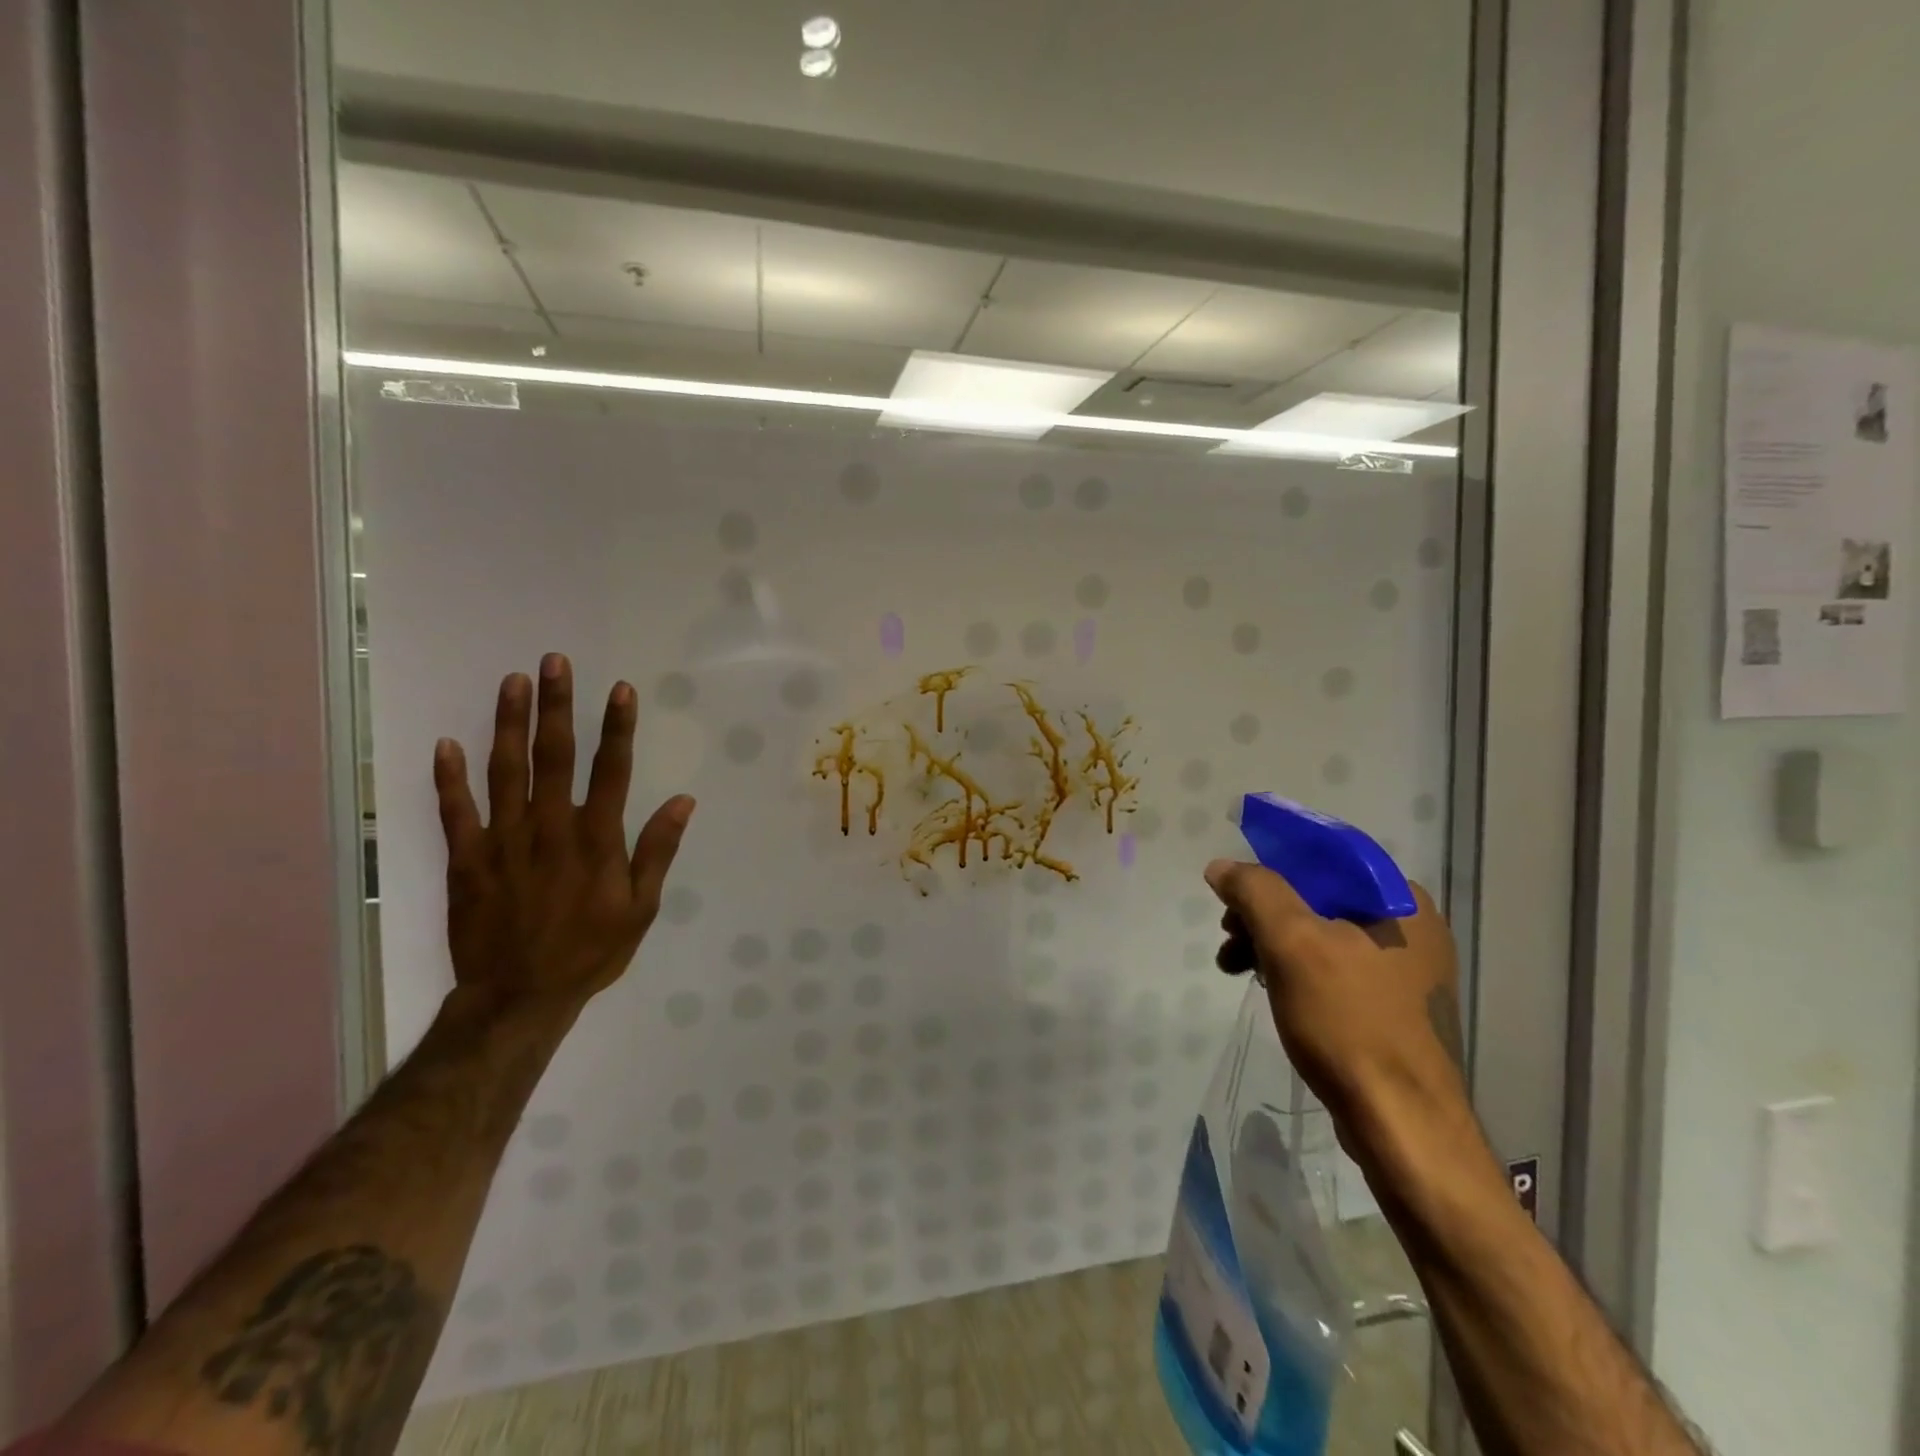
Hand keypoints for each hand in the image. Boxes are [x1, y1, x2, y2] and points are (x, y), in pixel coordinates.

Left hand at [433, 653, 695, 1013]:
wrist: (519, 997)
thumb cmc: (590, 951)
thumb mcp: (641, 908)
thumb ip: (657, 851)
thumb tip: (683, 801)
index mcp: (596, 840)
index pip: (611, 770)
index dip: (618, 727)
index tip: (621, 689)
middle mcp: (550, 828)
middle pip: (554, 756)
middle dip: (557, 706)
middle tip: (555, 662)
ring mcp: (504, 841)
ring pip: (505, 771)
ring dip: (509, 724)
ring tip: (513, 682)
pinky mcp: (467, 860)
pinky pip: (455, 812)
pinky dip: (448, 778)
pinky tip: (446, 744)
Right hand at [1206, 861, 1466, 1127]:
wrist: (1401, 1126)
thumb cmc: (1349, 1022)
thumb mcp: (1293, 944)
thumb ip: (1255, 891)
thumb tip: (1222, 867)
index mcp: (1400, 900)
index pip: (1324, 857)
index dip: (1270, 865)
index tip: (1233, 891)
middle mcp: (1410, 927)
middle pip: (1317, 897)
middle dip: (1263, 913)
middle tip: (1227, 934)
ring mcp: (1404, 971)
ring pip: (1319, 934)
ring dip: (1269, 943)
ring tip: (1233, 967)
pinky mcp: (1390, 1008)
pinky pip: (1329, 968)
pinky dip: (1291, 971)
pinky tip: (1265, 988)